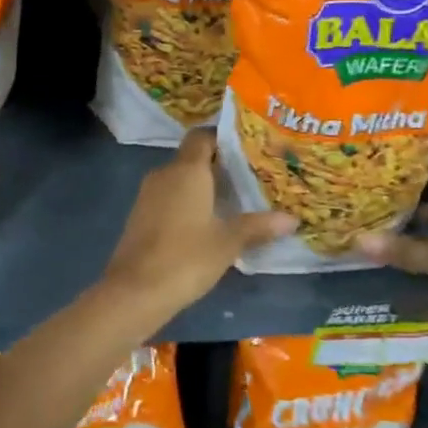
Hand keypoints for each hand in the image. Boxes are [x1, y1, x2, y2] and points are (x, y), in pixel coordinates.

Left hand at [100, 130, 294, 323]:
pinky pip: (168, 196)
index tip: (248, 148)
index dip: (223, 138)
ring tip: (234, 198)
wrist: (135, 291)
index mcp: (186, 170)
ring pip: (180, 178)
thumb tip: (292, 219)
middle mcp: (165, 173)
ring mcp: (148, 194)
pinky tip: (207, 221)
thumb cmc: (186, 258)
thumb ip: (258, 226)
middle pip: (192, 157)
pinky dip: (187, 201)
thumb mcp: (228, 242)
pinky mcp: (140, 215)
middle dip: (219, 164)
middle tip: (250, 175)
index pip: (203, 136)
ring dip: (202, 185)